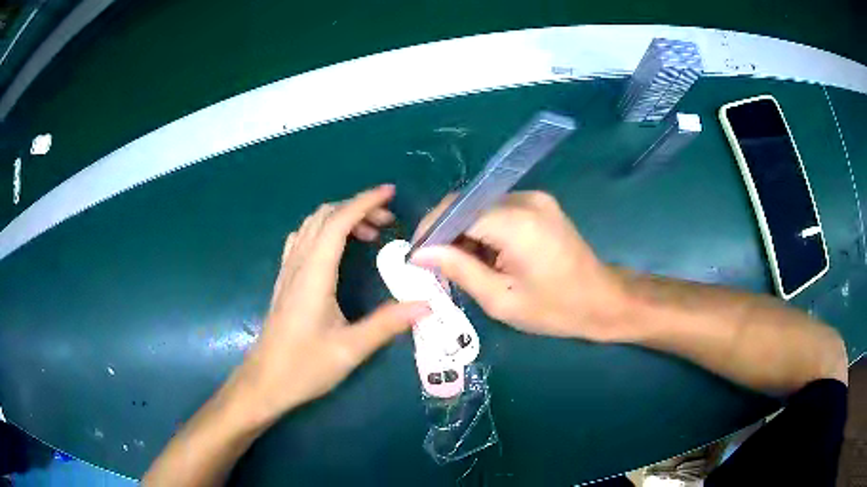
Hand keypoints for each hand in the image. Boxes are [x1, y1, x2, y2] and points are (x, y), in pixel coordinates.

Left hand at [232, 185, 429, 424]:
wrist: (264, 381)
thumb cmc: (304, 366)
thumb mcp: (351, 349)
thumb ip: (387, 324)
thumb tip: (426, 305)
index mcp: (314, 274)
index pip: (338, 222)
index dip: (364, 202)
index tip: (390, 193)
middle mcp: (299, 264)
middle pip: (324, 216)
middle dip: (357, 208)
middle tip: (387, 223)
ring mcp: (288, 270)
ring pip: (311, 225)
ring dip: (340, 218)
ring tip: (368, 235)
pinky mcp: (285, 280)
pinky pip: (303, 240)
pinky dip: (324, 231)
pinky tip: (337, 251)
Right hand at [411, 191, 627, 341]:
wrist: (602, 301)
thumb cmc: (554, 309)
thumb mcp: (500, 299)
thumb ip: (457, 269)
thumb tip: (419, 253)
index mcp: (515, 222)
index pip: (456, 211)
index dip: (430, 230)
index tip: (416, 256)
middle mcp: (524, 199)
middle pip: (467, 205)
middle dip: (446, 234)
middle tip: (437, 267)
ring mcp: (535, 199)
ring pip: (481, 208)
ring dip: (465, 234)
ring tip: (463, 267)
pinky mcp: (540, 205)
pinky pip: (498, 211)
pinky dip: (484, 231)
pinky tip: (487, 257)